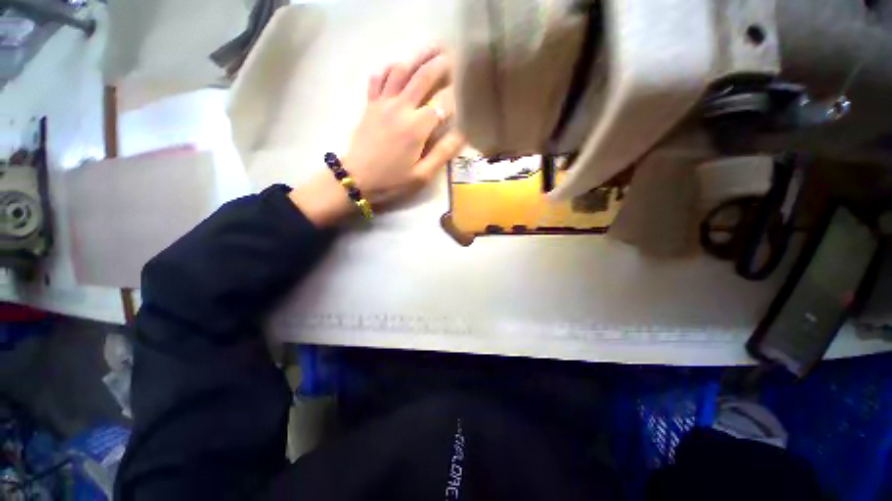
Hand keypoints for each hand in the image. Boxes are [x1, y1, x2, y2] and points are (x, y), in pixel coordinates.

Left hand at [291, 47, 465, 226]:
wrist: (356, 180)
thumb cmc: (392, 181)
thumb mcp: (421, 175)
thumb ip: (443, 153)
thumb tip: (463, 134)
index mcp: (416, 127)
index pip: (442, 102)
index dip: (457, 94)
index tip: (468, 90)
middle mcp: (400, 108)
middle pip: (423, 77)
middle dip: (442, 64)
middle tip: (456, 56)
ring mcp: (382, 103)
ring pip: (401, 70)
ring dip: (419, 57)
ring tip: (433, 48)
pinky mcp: (370, 105)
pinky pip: (379, 78)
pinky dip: (389, 68)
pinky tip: (398, 67)